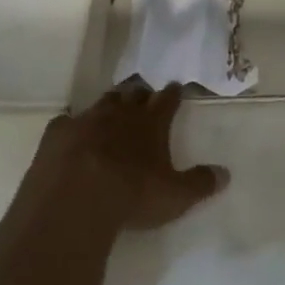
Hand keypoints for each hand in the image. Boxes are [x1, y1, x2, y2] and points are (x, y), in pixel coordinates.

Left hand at [43, 82, 228, 230]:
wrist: (76, 199)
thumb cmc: (132, 196)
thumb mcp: (175, 196)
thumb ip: (200, 183)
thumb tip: (226, 173)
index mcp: (151, 124)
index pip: (166, 101)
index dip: (172, 93)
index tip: (175, 86)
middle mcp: (121, 114)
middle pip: (134, 94)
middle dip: (140, 93)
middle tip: (144, 94)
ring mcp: (87, 120)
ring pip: (103, 101)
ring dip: (111, 102)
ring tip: (115, 104)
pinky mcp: (58, 133)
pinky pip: (67, 121)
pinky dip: (72, 124)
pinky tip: (70, 130)